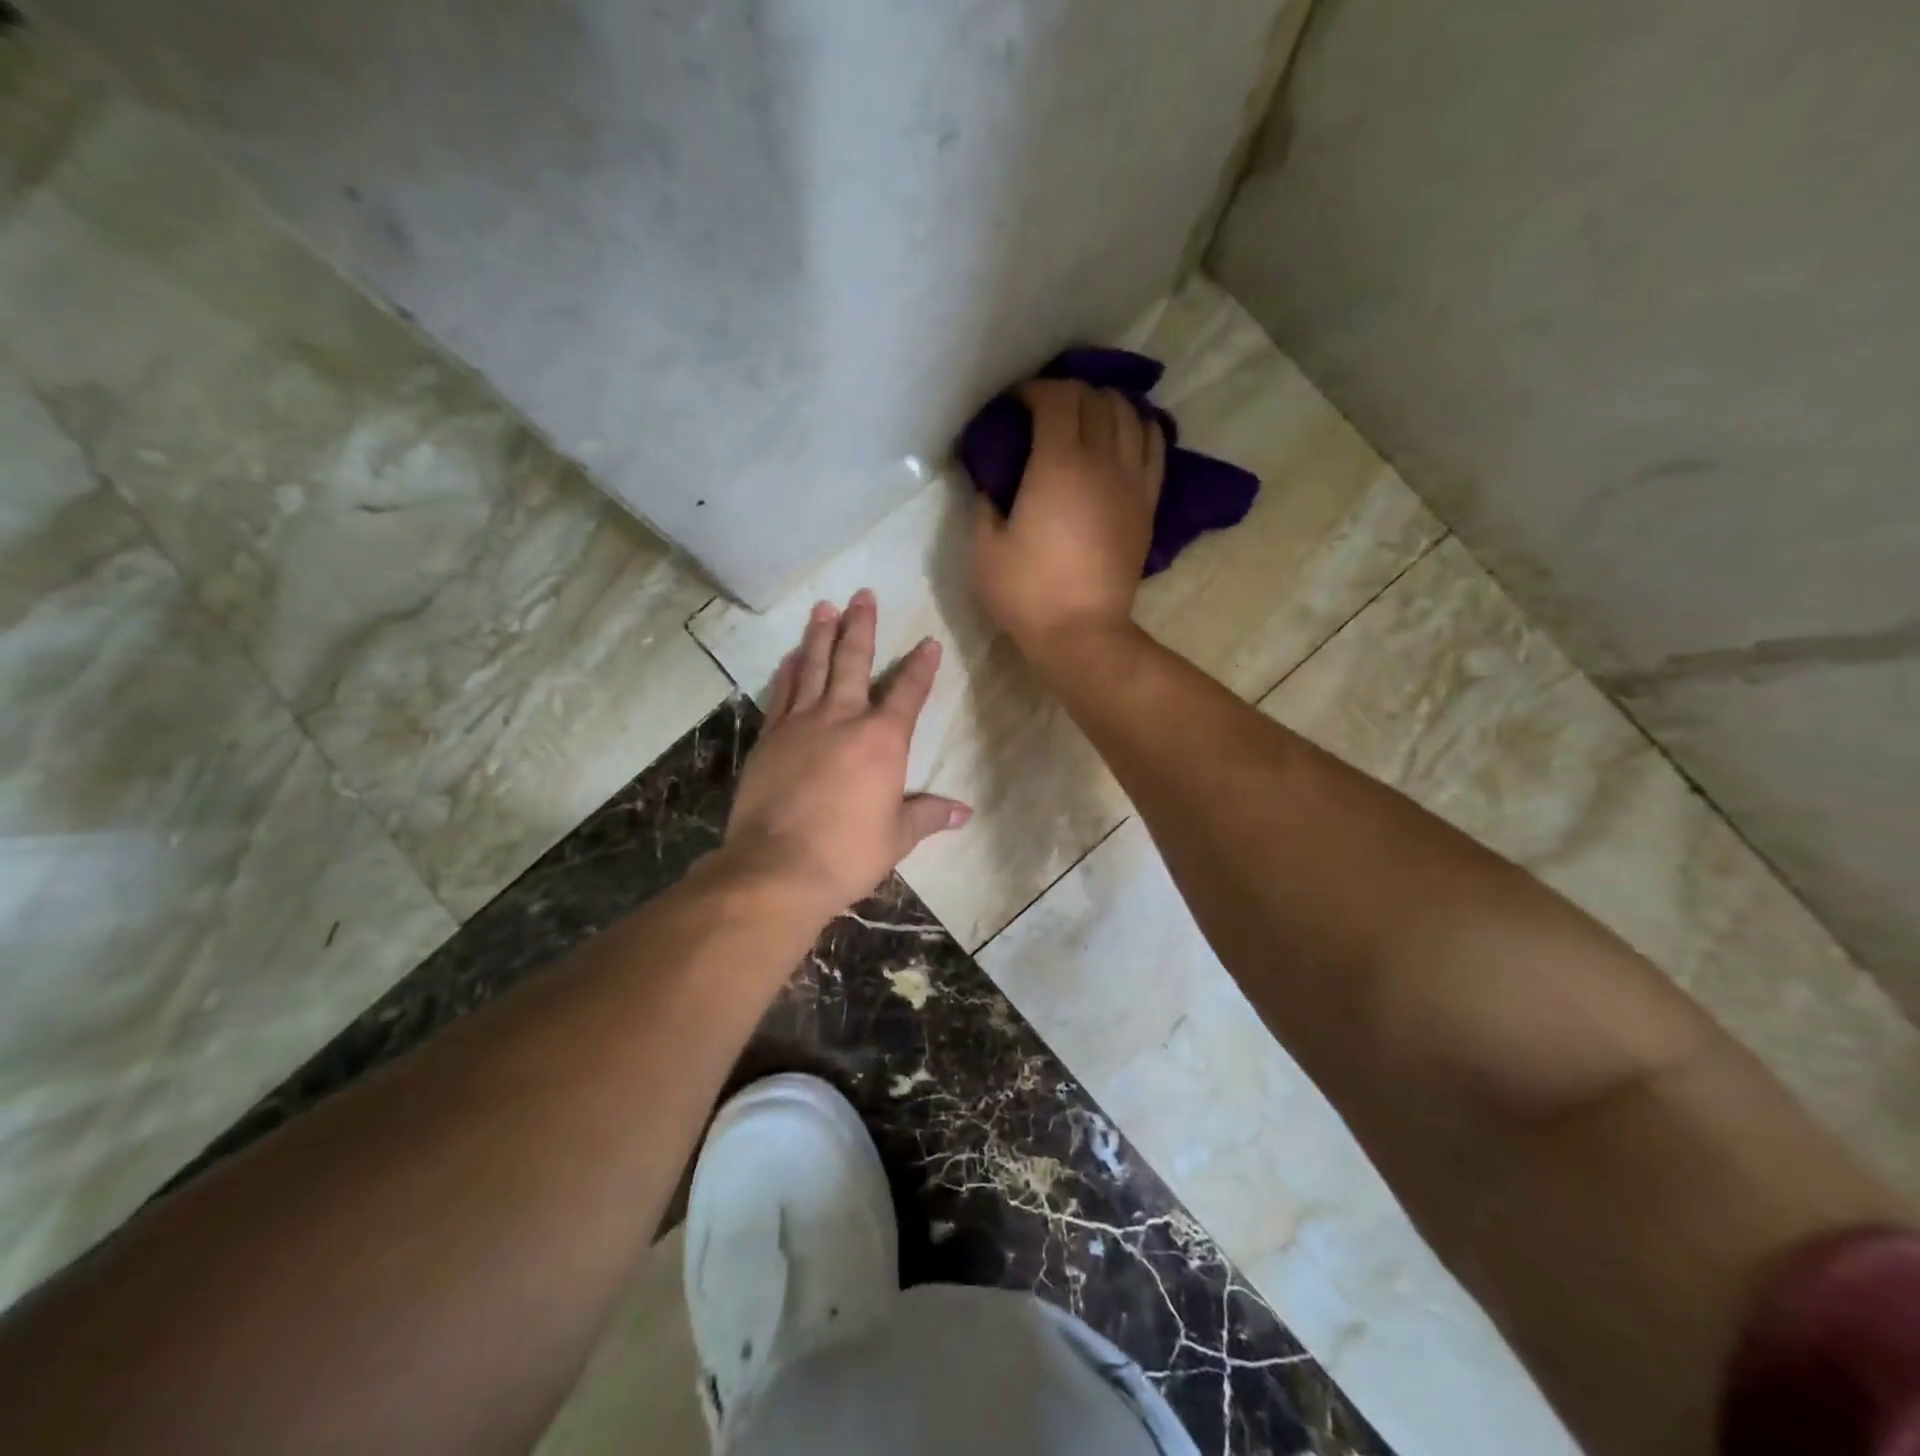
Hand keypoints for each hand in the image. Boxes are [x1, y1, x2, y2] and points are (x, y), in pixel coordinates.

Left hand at [722, 590, 970, 917]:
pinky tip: (792, 656)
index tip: (929, 642)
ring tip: (825, 607)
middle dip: (861, 626)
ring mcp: (800, 724)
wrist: (777, 867)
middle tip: (863, 595)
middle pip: (853, 662)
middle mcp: (842, 719)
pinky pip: (782, 693)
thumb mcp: (896, 837)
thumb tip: (963, 812)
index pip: (907, 693)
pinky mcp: (770, 738)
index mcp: (881, 741)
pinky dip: (788, 671)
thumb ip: (927, 815)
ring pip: (813, 667)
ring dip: (820, 635)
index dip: (921, 667)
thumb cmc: (847, 853)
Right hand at [972, 378, 1164, 663]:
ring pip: (1129, 414)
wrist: (1082, 633)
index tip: (1015, 405)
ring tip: (1085, 417)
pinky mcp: (1147, 503)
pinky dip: (1141, 426)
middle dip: (1068, 392)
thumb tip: (990, 479)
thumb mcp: (984, 549)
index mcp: (1057, 464)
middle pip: (1095, 398)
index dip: (1033, 390)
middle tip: (1045, 410)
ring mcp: (1131, 480)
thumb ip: (984, 503)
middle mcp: (1101, 460)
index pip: (1056, 398)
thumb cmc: (1027, 593)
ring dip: (1105, 404)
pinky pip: (1154, 445)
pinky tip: (1127, 431)